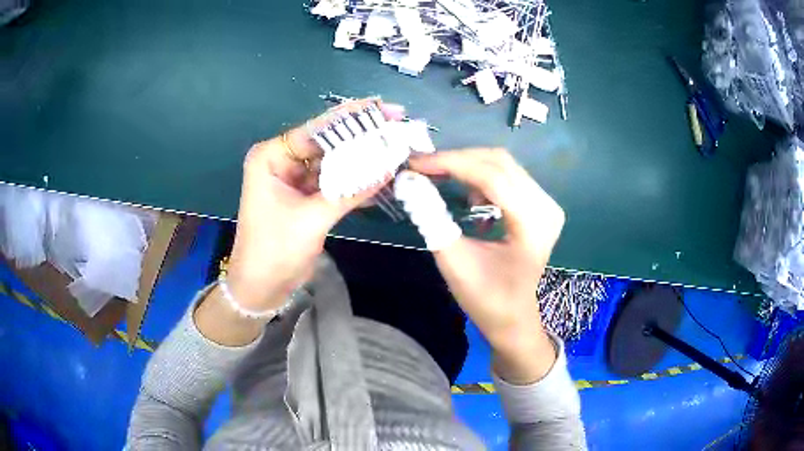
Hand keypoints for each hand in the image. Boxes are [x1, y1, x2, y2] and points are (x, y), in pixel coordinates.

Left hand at [226, 100, 403, 312]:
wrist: (261, 287)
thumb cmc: (274, 251)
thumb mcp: (312, 219)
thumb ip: (349, 191)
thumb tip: (388, 167)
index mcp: (271, 157)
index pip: (316, 129)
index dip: (352, 117)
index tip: (383, 107)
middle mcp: (282, 161)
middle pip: (327, 142)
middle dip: (361, 135)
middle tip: (396, 125)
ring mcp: (294, 178)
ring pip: (333, 161)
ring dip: (361, 157)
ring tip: (394, 145)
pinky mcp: (305, 196)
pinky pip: (334, 181)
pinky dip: (355, 179)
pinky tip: (381, 173)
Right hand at [409, 149, 564, 383]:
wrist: (513, 317)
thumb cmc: (486, 298)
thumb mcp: (454, 262)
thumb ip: (432, 220)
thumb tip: (410, 182)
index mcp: (532, 224)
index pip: (491, 177)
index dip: (450, 163)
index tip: (415, 163)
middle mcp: (546, 206)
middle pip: (499, 162)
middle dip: (456, 160)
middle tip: (421, 166)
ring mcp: (546, 203)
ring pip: (502, 164)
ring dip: (466, 165)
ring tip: (437, 176)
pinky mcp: (540, 204)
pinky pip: (507, 175)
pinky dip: (480, 176)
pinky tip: (466, 194)